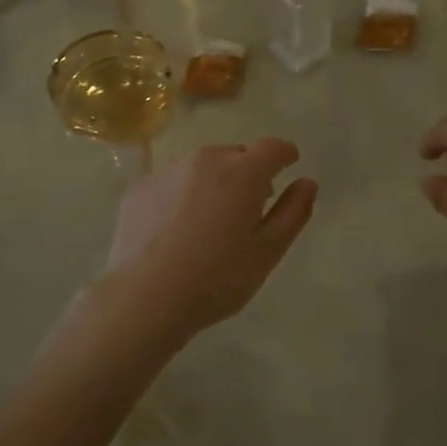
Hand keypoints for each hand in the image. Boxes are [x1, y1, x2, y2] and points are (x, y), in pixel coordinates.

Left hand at [101, 138, 318, 341]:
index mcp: (242, 173)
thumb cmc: (217, 278)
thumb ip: (293, 211)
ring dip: (213, 182)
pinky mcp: (139, 187)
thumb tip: (307, 182)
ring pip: (201, 166)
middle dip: (247, 173)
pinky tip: (174, 230)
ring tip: (208, 222)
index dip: (284, 155)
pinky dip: (180, 195)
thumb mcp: (268, 251)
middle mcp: (204, 159)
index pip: (272, 147)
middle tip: (247, 209)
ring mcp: (167, 170)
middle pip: (235, 155)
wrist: (144, 297)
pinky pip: (171, 182)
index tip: (288, 166)